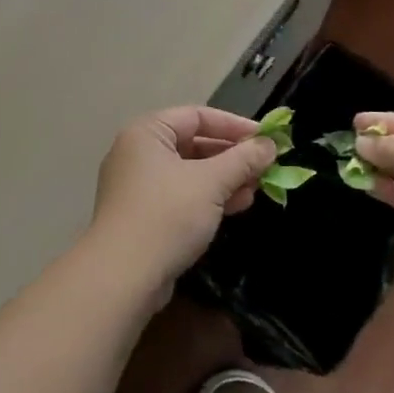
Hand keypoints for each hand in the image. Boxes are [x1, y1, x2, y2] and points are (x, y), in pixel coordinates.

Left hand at [86, 107, 276, 299]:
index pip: (197, 116)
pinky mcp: (144, 215)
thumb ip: (243, 160)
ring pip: (190, 172)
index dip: (235, 125)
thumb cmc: (167, 215)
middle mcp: (138, 153)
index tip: (268, 139)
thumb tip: (270, 144)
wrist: (123, 276)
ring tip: (257, 188)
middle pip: (194, 143)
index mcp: (147, 133)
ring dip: (225, 179)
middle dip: (232, 156)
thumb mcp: (211, 183)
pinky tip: (237, 206)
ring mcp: (139, 185)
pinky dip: (209, 197)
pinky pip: (182, 195)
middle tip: (266, 166)